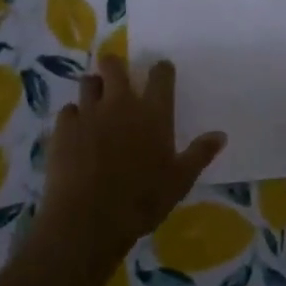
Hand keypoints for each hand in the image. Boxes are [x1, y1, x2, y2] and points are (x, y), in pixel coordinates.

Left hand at [37, 56, 224, 275]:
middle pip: (114, 66)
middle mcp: (121, 103)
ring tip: (95, 100)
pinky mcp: (64, 127)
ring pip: (88, 82)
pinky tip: (76, 129)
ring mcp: (89, 112)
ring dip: (93, 87)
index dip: (161, 69)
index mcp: (153, 112)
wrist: (88, 219)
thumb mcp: (179, 181)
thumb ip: (200, 154)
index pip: (160, 74)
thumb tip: (221, 135)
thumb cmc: (141, 201)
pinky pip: (68, 110)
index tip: (161, 72)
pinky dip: (73, 115)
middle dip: (115, 66)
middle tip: (117, 77)